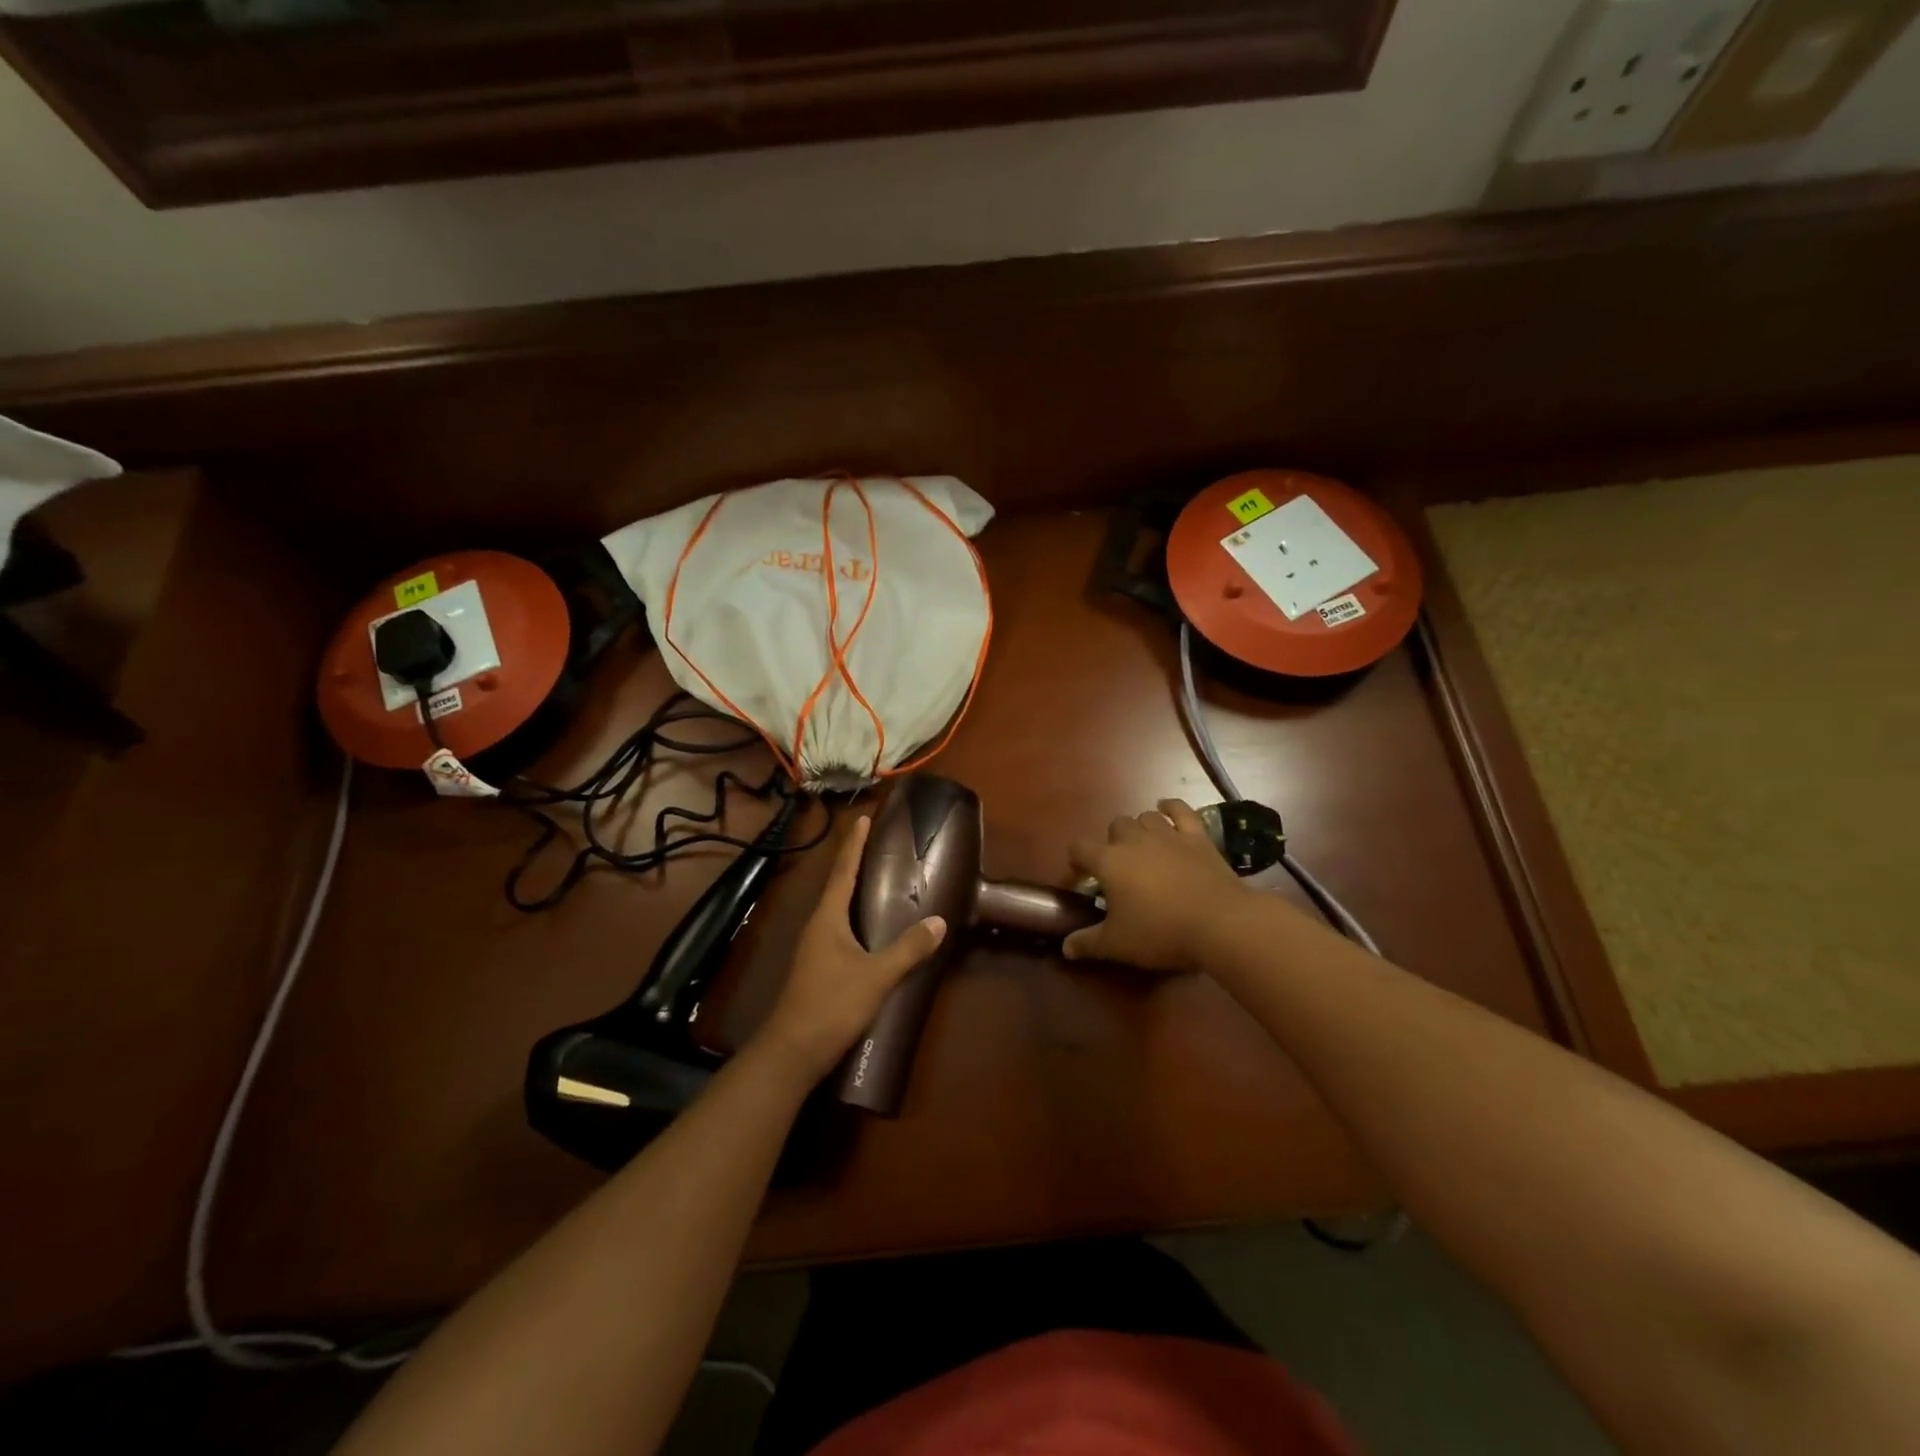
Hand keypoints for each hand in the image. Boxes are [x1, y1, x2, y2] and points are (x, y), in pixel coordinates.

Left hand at [755, 815, 946, 1082]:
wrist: (792, 1051)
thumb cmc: (832, 1004)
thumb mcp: (876, 976)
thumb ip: (908, 949)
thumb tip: (939, 921)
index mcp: (827, 918)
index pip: (842, 871)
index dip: (853, 845)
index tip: (862, 819)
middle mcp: (817, 926)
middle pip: (836, 885)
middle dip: (854, 862)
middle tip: (876, 843)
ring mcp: (814, 948)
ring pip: (836, 909)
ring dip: (853, 889)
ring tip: (876, 878)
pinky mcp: (817, 968)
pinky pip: (838, 929)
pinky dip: (854, 916)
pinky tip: (869, 927)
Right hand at [1063, 800, 1247, 972]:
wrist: (1220, 923)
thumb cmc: (1161, 932)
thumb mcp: (1117, 945)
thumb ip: (1087, 943)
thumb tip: (1065, 947)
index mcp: (1109, 861)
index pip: (1079, 847)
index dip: (1076, 861)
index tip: (1081, 879)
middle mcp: (1134, 839)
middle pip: (1115, 826)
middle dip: (1112, 843)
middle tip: (1120, 869)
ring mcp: (1168, 834)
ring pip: (1145, 816)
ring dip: (1140, 829)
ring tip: (1144, 848)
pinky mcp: (1197, 836)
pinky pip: (1181, 810)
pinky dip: (1171, 807)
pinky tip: (1167, 809)